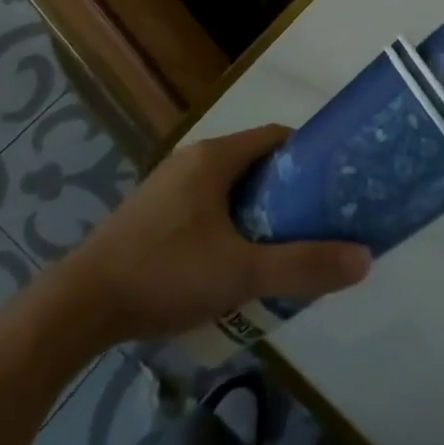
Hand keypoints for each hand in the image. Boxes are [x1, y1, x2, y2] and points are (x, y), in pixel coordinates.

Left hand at [60, 124, 371, 341]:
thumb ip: (303, 265)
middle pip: (255, 164)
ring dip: (258, 213)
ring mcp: (168, 186)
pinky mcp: (152, 214)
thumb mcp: (242, 274)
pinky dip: (228, 225)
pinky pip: (205, 207)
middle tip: (315, 225)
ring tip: (281, 249)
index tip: (334, 187)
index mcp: (215, 157)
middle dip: (287, 192)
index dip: (310, 158)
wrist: (79, 306)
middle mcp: (192, 160)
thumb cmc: (166, 273)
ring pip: (229, 188)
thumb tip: (364, 258)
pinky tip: (233, 265)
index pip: (277, 138)